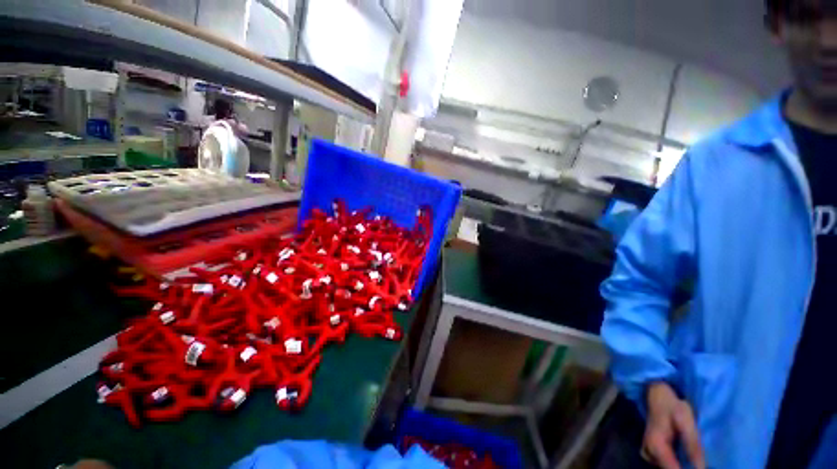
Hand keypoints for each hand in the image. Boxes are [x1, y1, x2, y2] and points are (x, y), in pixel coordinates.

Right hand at [641, 382, 705, 468]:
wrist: (657, 394)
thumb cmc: (673, 406)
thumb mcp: (686, 421)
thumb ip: (693, 445)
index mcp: (656, 445)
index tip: (698, 468)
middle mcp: (648, 452)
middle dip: (683, 467)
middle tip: (695, 458)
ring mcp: (647, 452)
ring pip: (664, 467)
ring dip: (677, 465)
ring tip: (689, 456)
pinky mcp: (649, 451)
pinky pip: (661, 464)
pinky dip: (671, 463)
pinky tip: (679, 456)